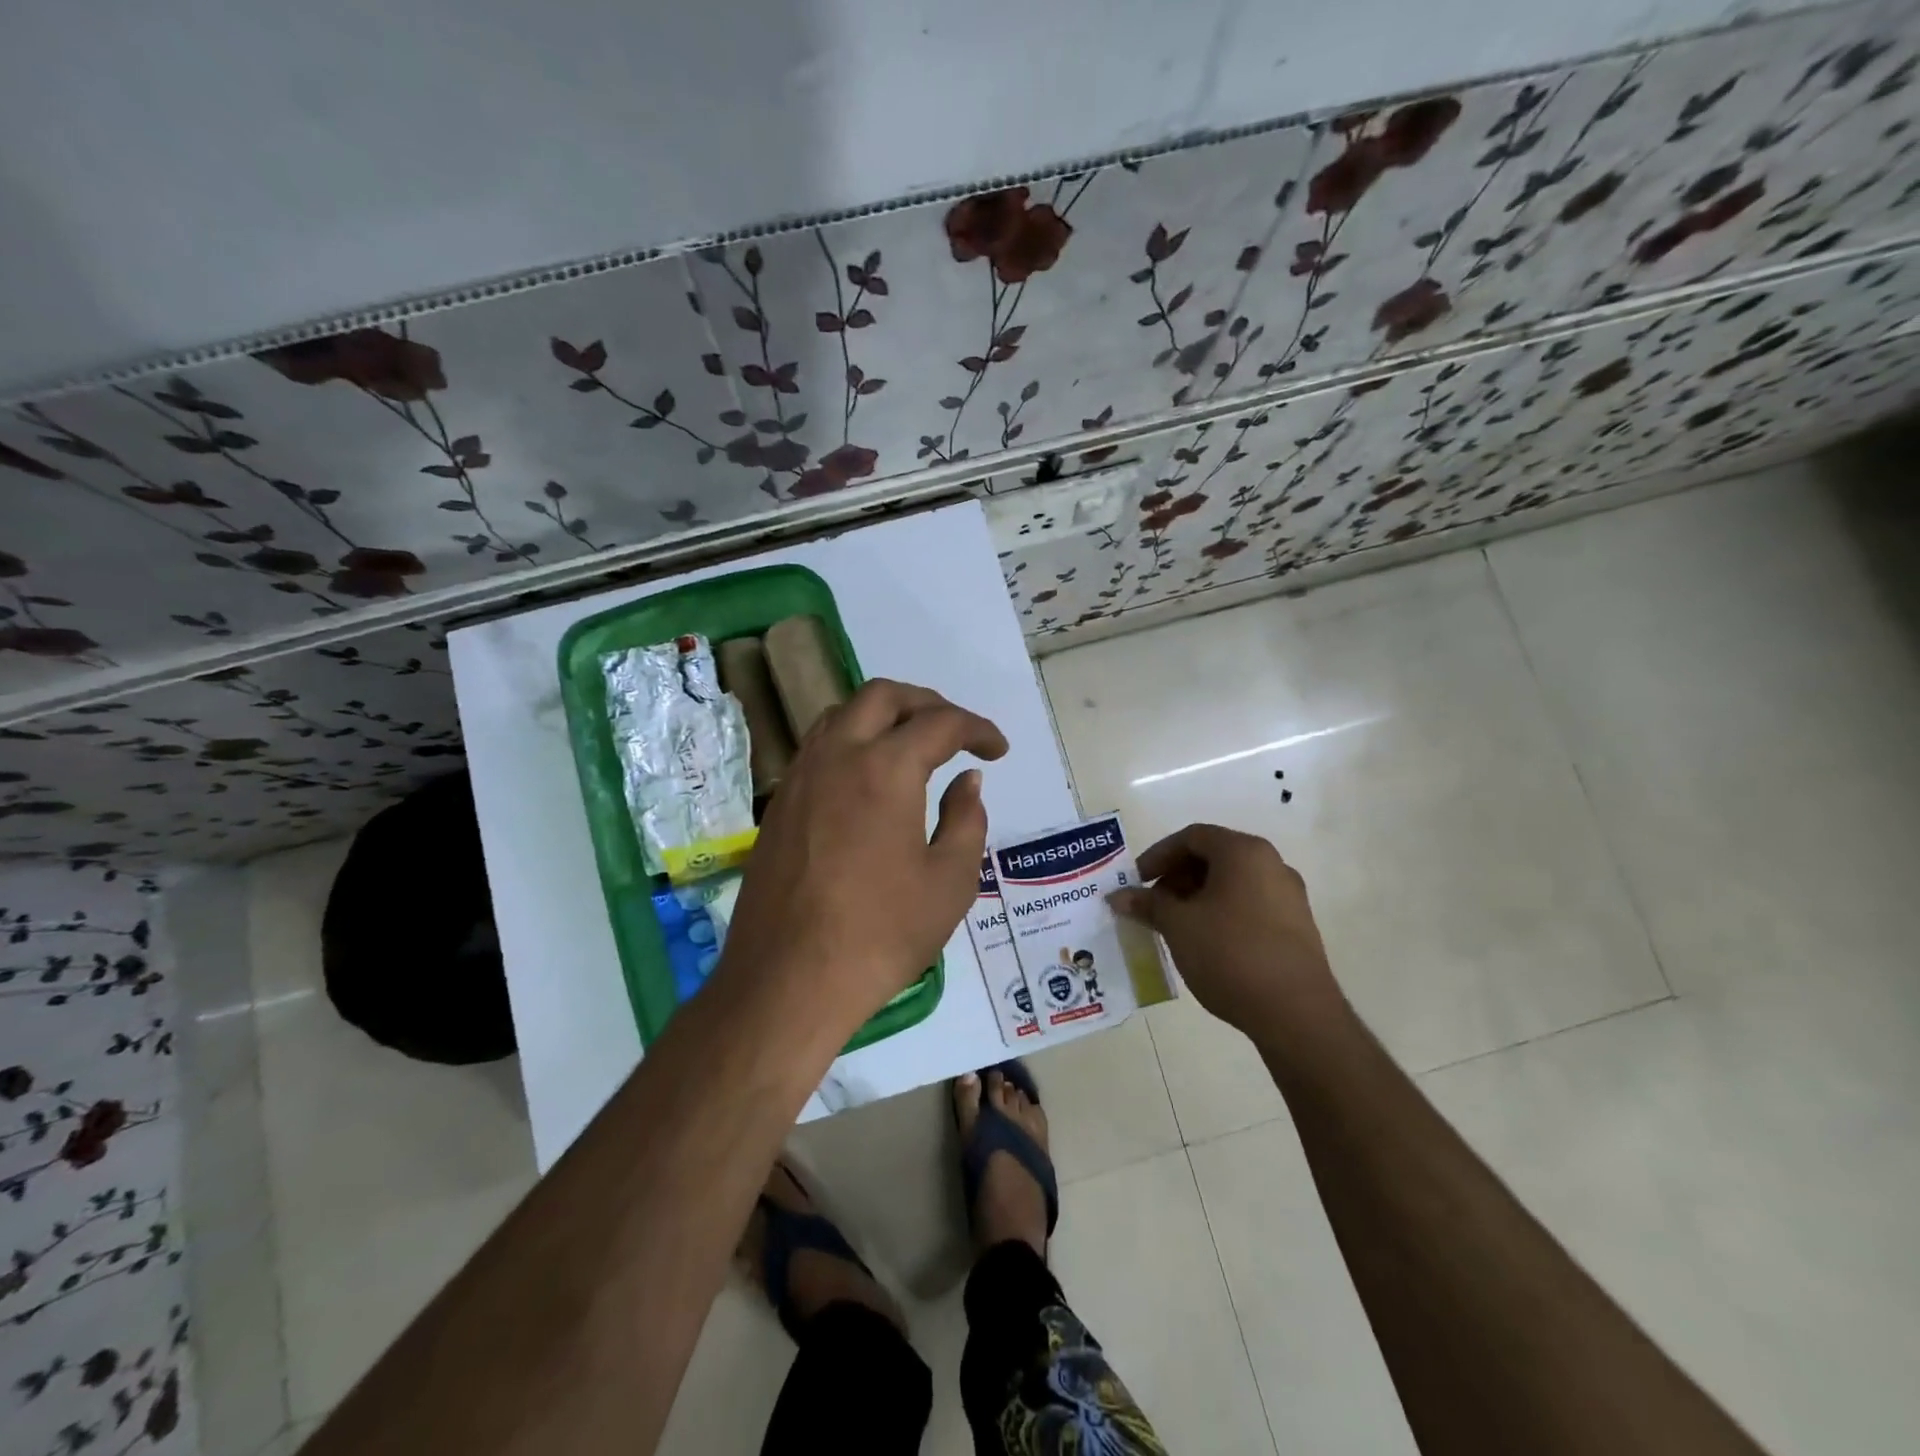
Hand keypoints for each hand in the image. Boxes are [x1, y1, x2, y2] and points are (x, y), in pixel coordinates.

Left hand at [716, 679, 1008, 1033]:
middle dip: (927, 703)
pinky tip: (868, 780)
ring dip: (883, 716)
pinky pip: (819, 747)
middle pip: (883, 696)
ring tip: (911, 746)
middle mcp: (838, 756)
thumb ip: (966, 820)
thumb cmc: (880, 934)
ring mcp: (801, 777)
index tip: (997, 750)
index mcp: (885, 769)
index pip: (940, 724)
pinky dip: (852, 742)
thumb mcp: (949, 882)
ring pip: (842, 715)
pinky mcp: (780, 804)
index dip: (977, 729)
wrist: (788, 980)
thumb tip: (967, 781)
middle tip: (955, 732)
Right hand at [1112, 824, 1340, 1033]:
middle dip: (1177, 877)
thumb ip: (1147, 904)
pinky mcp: (1297, 927)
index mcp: (1243, 852)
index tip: (1138, 881)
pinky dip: (1222, 913)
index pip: (1192, 837)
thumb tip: (1118, 896)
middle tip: (1154, 904)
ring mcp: (1289, 896)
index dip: (1158, 855)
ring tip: (1176, 926)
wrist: (1296, 1013)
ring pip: (1232, 883)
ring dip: (1198, 897)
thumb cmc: (1230, 954)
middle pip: (1214, 857)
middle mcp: (1272, 864)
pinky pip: (1250, 905)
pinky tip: (1206, 943)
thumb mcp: (1178, 926)